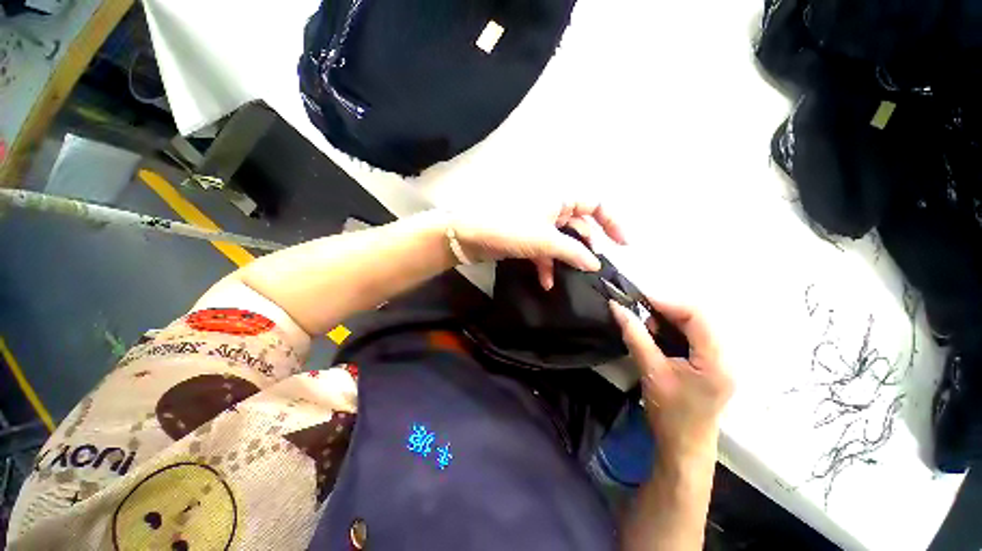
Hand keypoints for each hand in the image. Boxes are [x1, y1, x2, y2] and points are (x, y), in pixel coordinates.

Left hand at [452, 200, 627, 289]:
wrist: (468, 236)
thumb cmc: (509, 229)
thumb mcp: (545, 240)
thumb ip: (573, 251)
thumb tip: (595, 264)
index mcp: (560, 199)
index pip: (596, 204)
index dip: (612, 221)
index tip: (622, 245)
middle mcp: (552, 209)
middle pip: (579, 226)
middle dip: (586, 247)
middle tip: (594, 267)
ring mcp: (538, 224)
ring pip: (561, 241)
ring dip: (566, 259)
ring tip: (573, 278)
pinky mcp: (526, 238)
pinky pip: (544, 251)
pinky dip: (546, 265)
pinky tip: (547, 283)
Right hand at [609, 299, 732, 462]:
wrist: (683, 448)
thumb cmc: (669, 413)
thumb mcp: (650, 371)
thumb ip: (634, 336)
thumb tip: (616, 307)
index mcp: (716, 360)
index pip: (697, 316)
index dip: (667, 303)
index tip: (639, 301)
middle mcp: (725, 356)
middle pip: (697, 319)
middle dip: (666, 313)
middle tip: (642, 320)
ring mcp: (721, 362)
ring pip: (695, 327)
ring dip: (669, 323)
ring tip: (648, 332)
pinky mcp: (712, 366)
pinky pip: (693, 338)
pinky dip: (673, 333)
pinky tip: (658, 341)